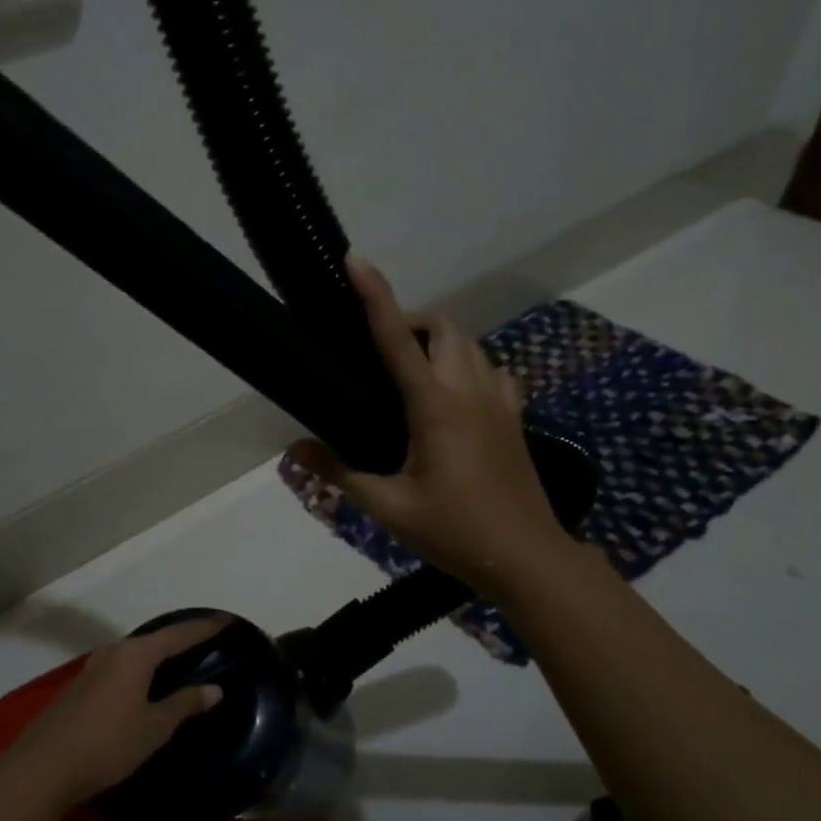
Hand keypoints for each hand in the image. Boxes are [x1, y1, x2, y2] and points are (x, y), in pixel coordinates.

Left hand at [7, 617, 228, 807]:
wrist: (44, 766)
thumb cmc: (108, 743)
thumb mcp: (154, 727)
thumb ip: (184, 704)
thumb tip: (214, 688)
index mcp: (136, 654)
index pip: (179, 634)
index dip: (205, 628)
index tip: (227, 620)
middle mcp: (114, 651)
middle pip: (154, 640)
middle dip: (179, 640)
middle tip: (204, 643)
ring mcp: (92, 668)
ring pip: (133, 654)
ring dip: (156, 657)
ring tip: (177, 664)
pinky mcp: (79, 687)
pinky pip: (119, 669)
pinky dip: (138, 671)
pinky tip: (143, 686)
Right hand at [290, 255, 572, 594]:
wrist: (527, 559)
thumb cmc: (454, 532)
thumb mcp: (388, 507)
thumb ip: (339, 472)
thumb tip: (294, 449)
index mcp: (436, 406)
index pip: (398, 339)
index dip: (375, 296)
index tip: (356, 261)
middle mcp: (470, 391)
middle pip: (443, 327)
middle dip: (409, 318)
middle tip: (376, 347)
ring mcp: (499, 402)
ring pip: (471, 344)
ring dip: (439, 339)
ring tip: (409, 367)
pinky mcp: (514, 417)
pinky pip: (492, 370)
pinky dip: (468, 365)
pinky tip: (453, 392)